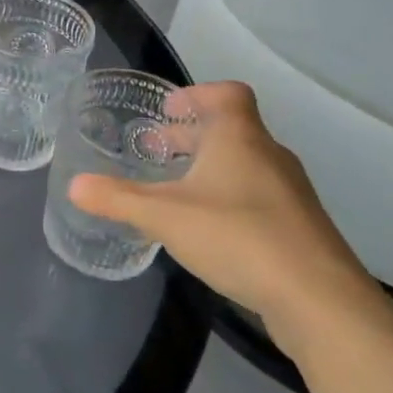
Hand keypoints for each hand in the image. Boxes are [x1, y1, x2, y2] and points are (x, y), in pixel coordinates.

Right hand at [68, 82, 391, 357]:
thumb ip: (117, 200)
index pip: (228, 94)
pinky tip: (209, 229)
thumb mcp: (164, 216)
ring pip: (245, 165)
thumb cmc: (237, 236)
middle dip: (192, 136)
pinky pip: (257, 196)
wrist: (318, 298)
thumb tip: (75, 185)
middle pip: (232, 130)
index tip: (169, 109)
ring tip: (177, 190)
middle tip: (157, 151)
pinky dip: (229, 197)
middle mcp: (270, 156)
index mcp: (240, 139)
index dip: (198, 94)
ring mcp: (290, 193)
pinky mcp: (299, 227)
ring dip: (211, 168)